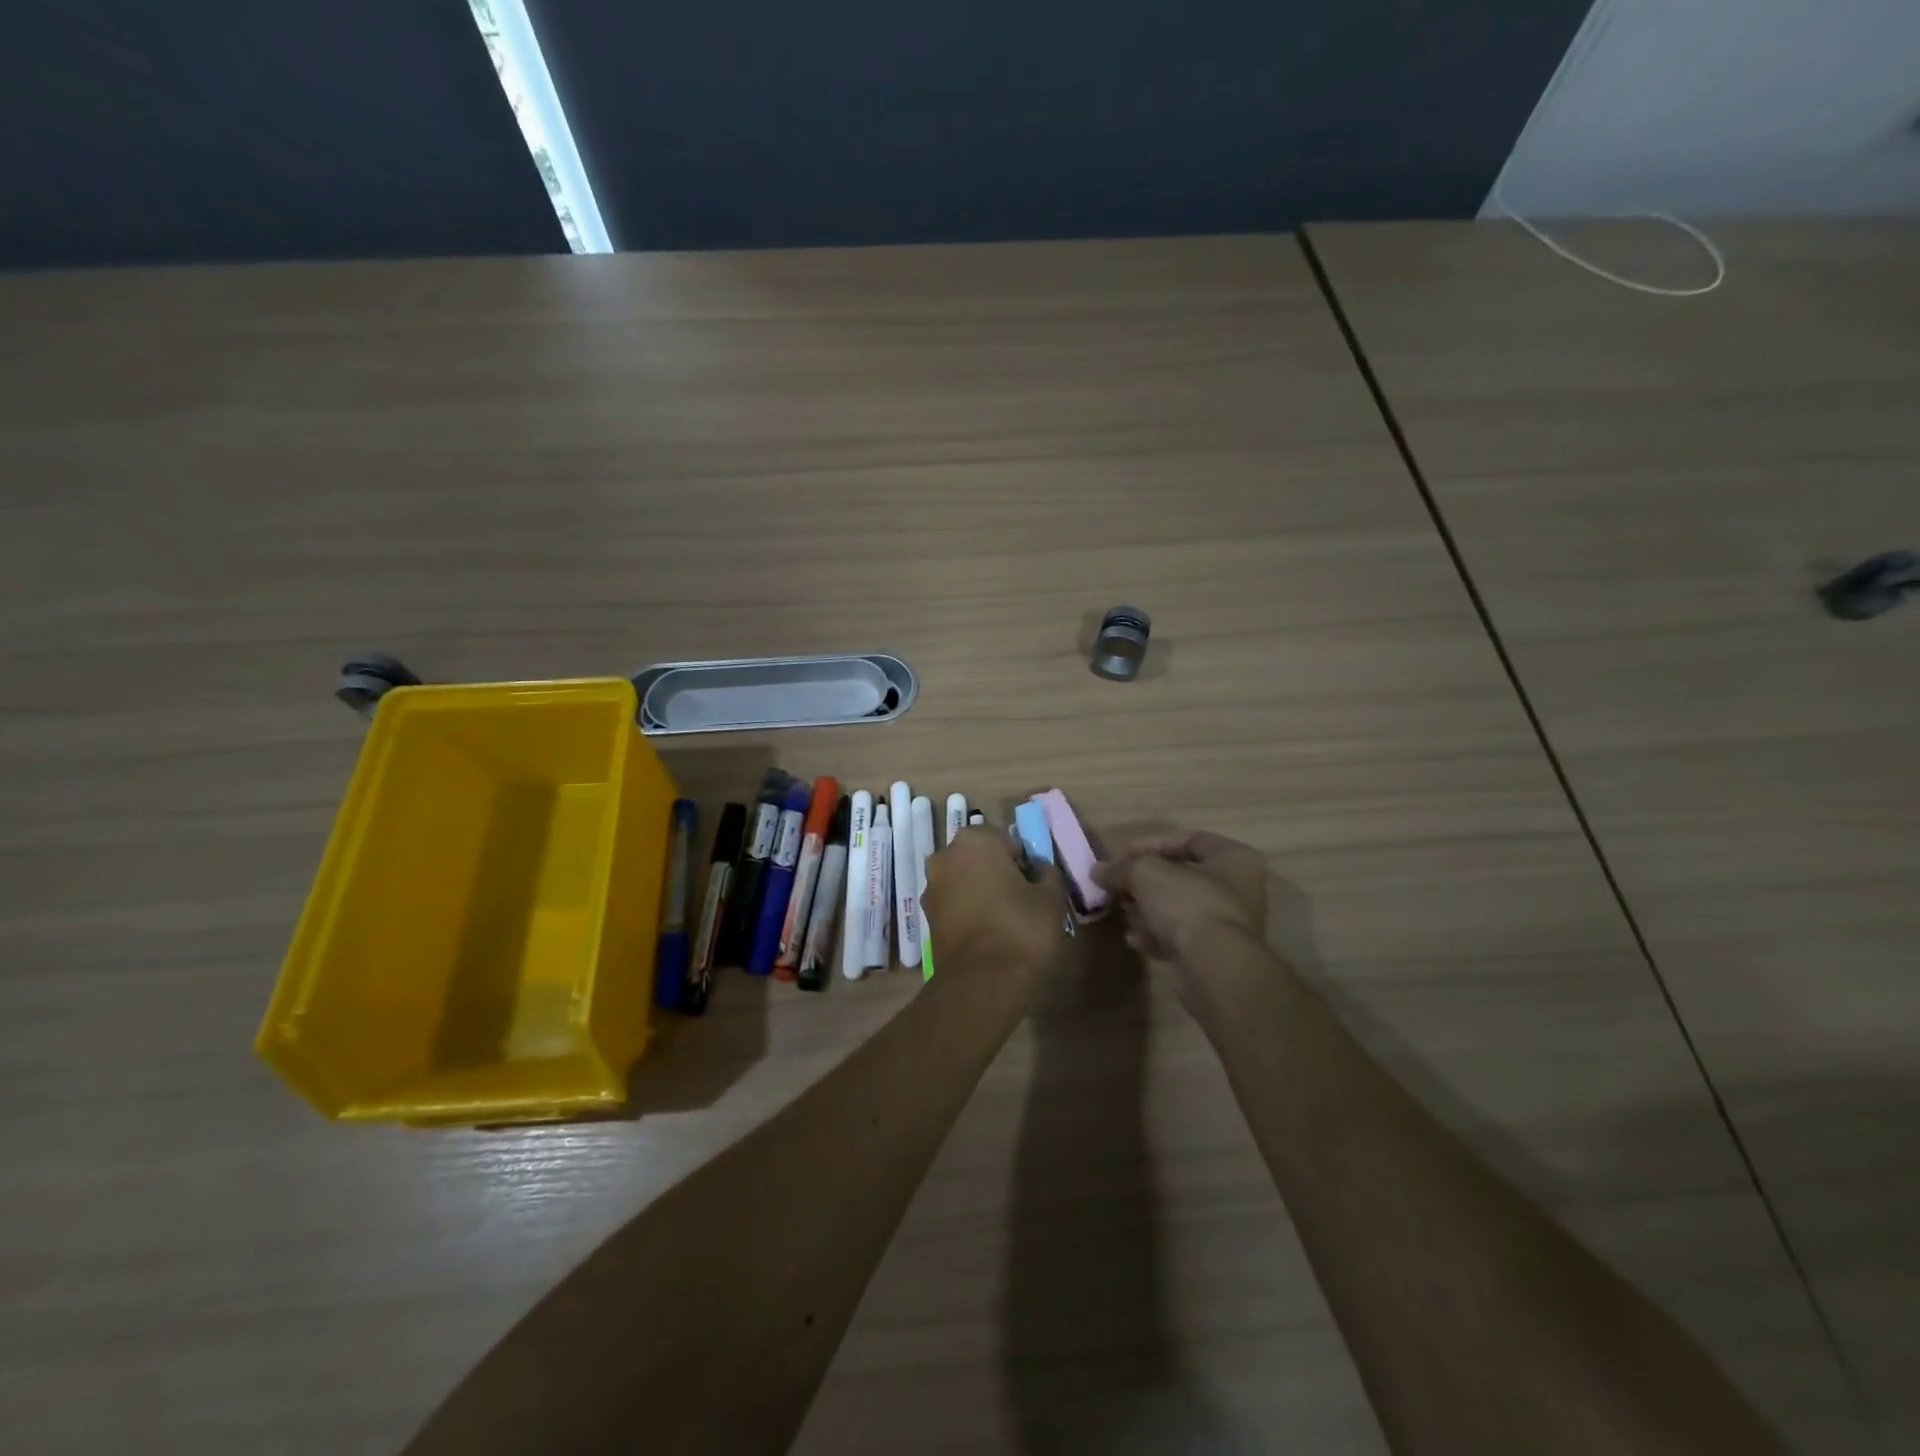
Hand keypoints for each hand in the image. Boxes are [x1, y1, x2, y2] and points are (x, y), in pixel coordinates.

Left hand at [923, 828, 1067, 987]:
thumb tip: (1039, 869)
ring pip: (964, 881)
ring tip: (1005, 921)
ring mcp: (931, 888)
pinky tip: (987, 935)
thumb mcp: (1051, 897)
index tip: (1034, 884)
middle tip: (1021, 900)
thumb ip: (1047, 873)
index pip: (1005, 839)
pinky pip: (954, 905)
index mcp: (975, 840)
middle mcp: (945, 856)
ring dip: (980, 892)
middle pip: (979, 858)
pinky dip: (968, 913)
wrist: (983, 982)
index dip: (1023, 860)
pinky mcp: (927, 918)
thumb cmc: (1022, 928)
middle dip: (997, 872)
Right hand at [1091, 831, 1267, 966]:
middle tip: (1119, 885)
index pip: (1190, 840)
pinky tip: (1134, 940)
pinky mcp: (1217, 955)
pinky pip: (1182, 938)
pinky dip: (1158, 936)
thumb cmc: (1188, 904)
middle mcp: (1239, 889)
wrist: (1214, 967)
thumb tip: (1098, 870)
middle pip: (1184, 877)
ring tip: (1123, 912)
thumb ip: (1120, 868)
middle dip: (1147, 881)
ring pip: (1181, 909)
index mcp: (1234, 858)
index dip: (1153, 845)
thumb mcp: (1145, 874)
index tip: (1123, 854)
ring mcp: (1229, 925)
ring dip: (1149, 909)